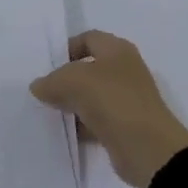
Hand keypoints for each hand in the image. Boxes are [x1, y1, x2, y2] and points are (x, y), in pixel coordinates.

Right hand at [30, 30, 187, 187]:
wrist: (148, 150)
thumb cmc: (112, 101)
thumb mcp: (72, 81)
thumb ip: (51, 81)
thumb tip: (39, 87)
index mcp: (118, 50)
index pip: (88, 38)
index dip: (67, 47)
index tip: (47, 65)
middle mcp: (124, 71)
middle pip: (88, 68)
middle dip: (65, 78)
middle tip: (42, 89)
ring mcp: (126, 100)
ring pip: (91, 96)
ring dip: (71, 103)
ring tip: (47, 111)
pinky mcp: (124, 127)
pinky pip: (96, 120)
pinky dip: (80, 125)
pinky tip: (64, 131)